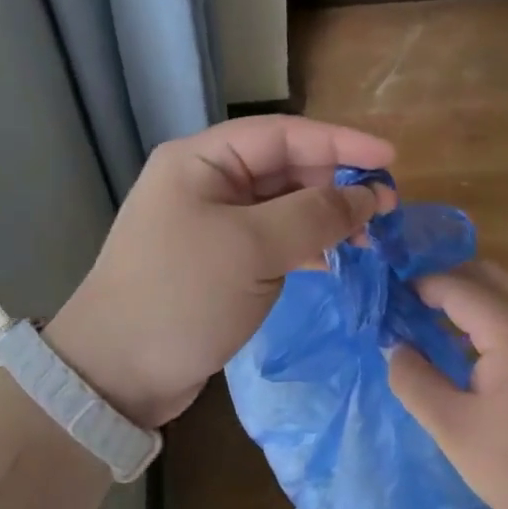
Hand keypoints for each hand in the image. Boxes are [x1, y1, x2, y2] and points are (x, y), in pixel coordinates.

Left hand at [46, 116, 394, 428]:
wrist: (116, 374)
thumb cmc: (181, 296)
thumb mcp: (252, 249)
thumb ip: (315, 215)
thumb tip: (368, 197)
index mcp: (202, 160)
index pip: (283, 134)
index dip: (340, 143)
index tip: (391, 160)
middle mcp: (206, 183)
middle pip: (284, 168)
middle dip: (336, 185)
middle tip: (386, 210)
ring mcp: (211, 224)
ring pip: (282, 207)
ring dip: (325, 218)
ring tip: (369, 240)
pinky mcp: (219, 263)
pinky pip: (272, 241)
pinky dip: (305, 247)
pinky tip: (334, 261)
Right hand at [387, 260, 507, 508]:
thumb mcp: (453, 428)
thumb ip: (415, 380)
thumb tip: (394, 347)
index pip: (457, 287)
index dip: (418, 286)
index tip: (385, 298)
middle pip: (488, 275)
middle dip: (445, 279)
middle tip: (407, 301)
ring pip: (507, 293)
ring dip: (468, 296)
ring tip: (428, 320)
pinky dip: (487, 315)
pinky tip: (463, 348)